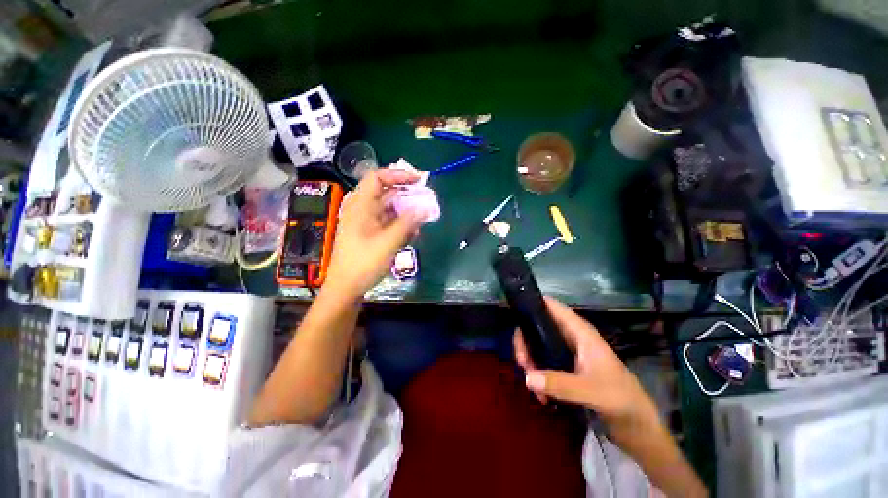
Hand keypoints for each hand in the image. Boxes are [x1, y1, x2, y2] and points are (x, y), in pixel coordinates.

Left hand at [324, 169, 423, 299]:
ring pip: (388, 209)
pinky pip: (387, 222)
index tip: (418, 180)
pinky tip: (412, 234)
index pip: (377, 177)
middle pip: (385, 192)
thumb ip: (408, 223)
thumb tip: (425, 208)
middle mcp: (362, 210)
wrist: (345, 288)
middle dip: (407, 195)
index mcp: (360, 205)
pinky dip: (400, 224)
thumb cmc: (363, 263)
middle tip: (425, 200)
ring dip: (406, 212)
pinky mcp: (369, 233)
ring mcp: (365, 222)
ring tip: (422, 220)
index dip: (398, 175)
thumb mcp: (388, 242)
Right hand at [514, 297, 657, 424]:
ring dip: (530, 361)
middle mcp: (571, 337)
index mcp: (579, 332)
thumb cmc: (621, 400)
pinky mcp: (566, 368)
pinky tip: (541, 393)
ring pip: (537, 345)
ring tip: (531, 382)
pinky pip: (543, 362)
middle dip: (525, 342)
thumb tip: (527, 377)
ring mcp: (567, 353)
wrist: (637, 426)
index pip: (552, 306)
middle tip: (523, 364)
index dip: (532, 303)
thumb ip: (560, 383)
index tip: (514, 314)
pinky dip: (537, 373)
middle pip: (537, 326)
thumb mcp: (591, 391)